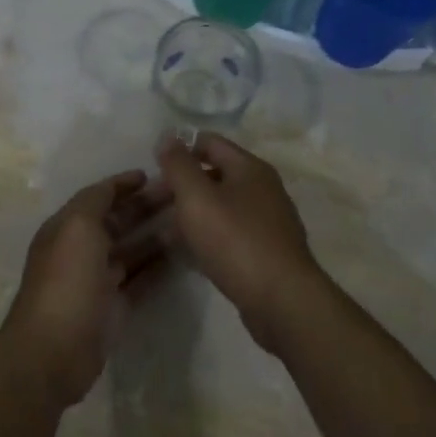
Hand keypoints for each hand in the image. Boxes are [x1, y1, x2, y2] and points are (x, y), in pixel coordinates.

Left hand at [0, 171, 170, 407]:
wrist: (54, 349)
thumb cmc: (66, 280)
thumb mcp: (77, 226)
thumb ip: (96, 200)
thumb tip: (116, 186)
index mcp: (67, 227)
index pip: (98, 197)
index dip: (123, 184)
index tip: (153, 174)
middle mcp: (81, 250)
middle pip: (118, 221)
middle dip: (146, 206)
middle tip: (181, 195)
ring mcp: (98, 280)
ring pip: (132, 249)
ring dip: (156, 235)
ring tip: (188, 221)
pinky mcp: (114, 307)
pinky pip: (140, 279)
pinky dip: (158, 266)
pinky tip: (182, 255)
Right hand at [155, 133, 324, 352]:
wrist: (282, 300)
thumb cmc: (236, 241)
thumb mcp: (197, 198)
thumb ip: (179, 165)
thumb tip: (168, 135)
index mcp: (250, 168)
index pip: (209, 142)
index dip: (180, 149)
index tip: (153, 168)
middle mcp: (263, 188)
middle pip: (216, 174)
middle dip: (183, 184)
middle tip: (152, 203)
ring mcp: (268, 221)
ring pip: (222, 206)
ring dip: (193, 213)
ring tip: (164, 230)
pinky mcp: (267, 251)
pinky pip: (230, 233)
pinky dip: (208, 236)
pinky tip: (190, 253)